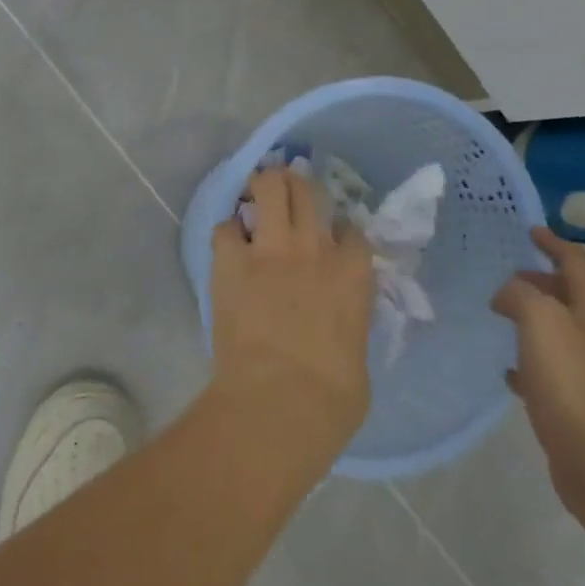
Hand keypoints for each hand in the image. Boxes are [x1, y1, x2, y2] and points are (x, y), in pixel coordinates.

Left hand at [210, 167, 374, 451]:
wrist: (280, 400)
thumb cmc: (332, 397)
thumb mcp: (358, 354)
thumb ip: (349, 323)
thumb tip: (339, 326)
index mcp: (353, 273)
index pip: (352, 229)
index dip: (340, 228)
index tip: (333, 235)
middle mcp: (314, 248)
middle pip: (309, 192)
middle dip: (298, 185)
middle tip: (288, 190)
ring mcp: (271, 250)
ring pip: (270, 189)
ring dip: (263, 185)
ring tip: (257, 187)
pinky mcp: (232, 261)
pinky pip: (226, 227)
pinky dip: (228, 231)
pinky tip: (229, 243)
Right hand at [491, 228, 584, 515]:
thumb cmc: (569, 380)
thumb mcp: (539, 321)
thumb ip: (521, 294)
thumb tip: (509, 292)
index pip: (575, 262)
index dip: (552, 243)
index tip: (529, 231)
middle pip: (571, 294)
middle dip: (541, 281)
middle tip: (509, 277)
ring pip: (562, 329)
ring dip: (536, 318)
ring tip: (504, 316)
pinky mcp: (584, 399)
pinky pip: (554, 367)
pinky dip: (533, 358)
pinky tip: (510, 371)